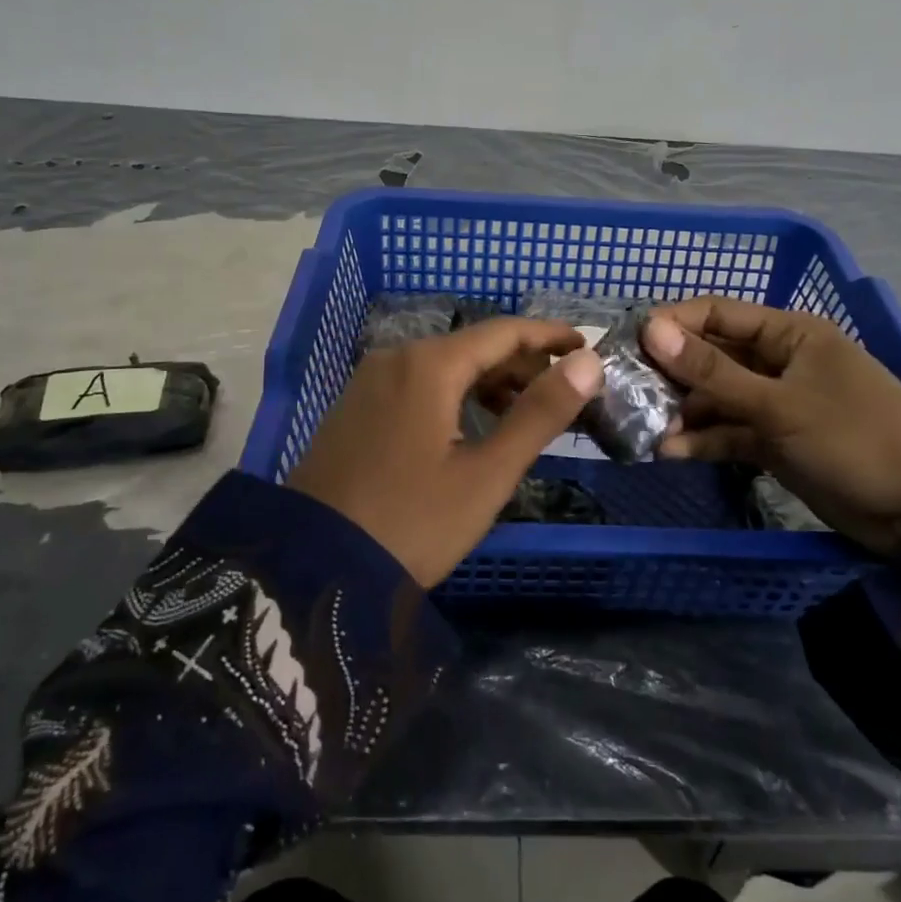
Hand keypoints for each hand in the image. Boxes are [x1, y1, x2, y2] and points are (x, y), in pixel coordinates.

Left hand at [288, 319, 603, 586]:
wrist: (311, 569)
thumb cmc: (412, 523)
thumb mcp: (486, 474)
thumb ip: (540, 414)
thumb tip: (588, 363)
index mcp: (429, 365)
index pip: (504, 332)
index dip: (549, 336)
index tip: (586, 346)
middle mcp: (396, 358)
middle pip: (473, 347)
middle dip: (522, 365)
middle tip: (563, 393)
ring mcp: (369, 382)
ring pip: (444, 367)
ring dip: (489, 382)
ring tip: (525, 413)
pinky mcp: (355, 408)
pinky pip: (417, 385)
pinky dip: (455, 395)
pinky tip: (472, 425)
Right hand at [641, 298, 900, 560]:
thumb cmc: (857, 439)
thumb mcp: (780, 405)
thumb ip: (713, 372)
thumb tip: (651, 329)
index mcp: (788, 333)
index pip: (717, 314)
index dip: (672, 325)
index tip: (628, 345)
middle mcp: (779, 362)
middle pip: (712, 357)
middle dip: (671, 373)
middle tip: (625, 392)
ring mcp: (777, 404)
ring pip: (717, 398)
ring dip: (683, 412)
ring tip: (641, 428)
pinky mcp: (777, 443)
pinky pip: (731, 433)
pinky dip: (705, 440)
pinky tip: (671, 451)